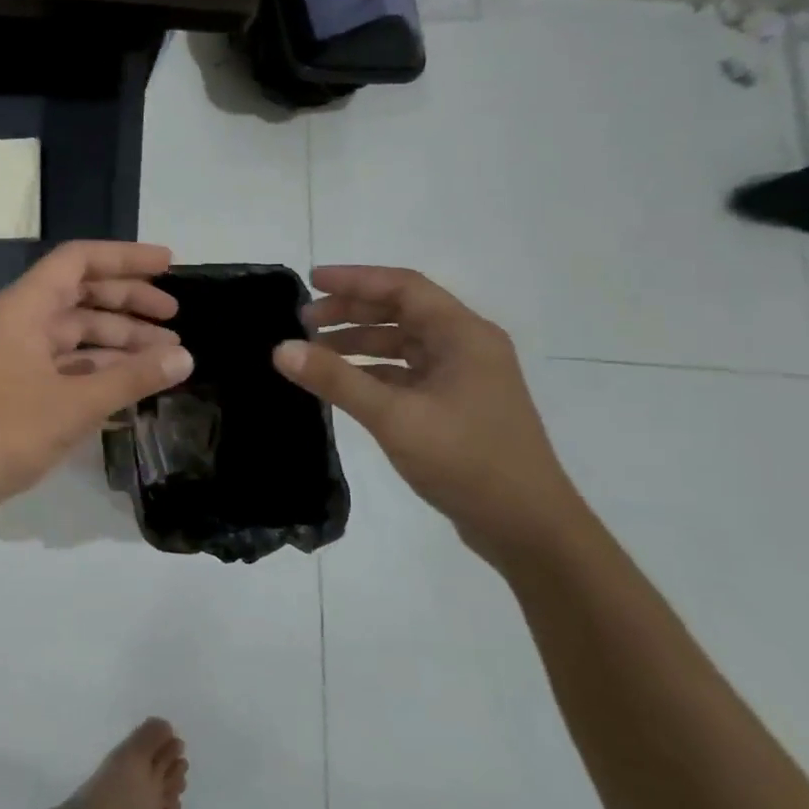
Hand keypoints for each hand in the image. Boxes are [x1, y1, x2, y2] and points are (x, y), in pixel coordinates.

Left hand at [0, 242, 194, 517]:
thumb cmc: (6, 430)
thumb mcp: (76, 403)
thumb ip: (132, 377)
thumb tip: (184, 357)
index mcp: (26, 307)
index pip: (79, 261)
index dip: (125, 258)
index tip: (168, 265)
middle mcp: (21, 320)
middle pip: (82, 295)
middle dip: (130, 303)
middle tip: (175, 318)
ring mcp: (18, 353)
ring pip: (77, 333)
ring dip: (120, 341)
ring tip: (167, 357)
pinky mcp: (19, 384)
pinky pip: (67, 363)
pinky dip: (99, 369)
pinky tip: (133, 384)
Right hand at [272, 266, 585, 563]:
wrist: (528, 528)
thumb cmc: (467, 461)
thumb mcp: (394, 417)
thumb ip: (336, 380)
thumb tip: (281, 349)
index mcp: (464, 335)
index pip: (403, 287)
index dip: (355, 280)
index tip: (310, 282)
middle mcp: (467, 347)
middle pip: (402, 312)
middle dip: (352, 312)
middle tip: (304, 321)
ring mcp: (463, 378)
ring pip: (403, 344)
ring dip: (359, 342)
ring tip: (314, 352)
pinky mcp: (456, 405)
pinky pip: (406, 373)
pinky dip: (373, 371)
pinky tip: (343, 384)